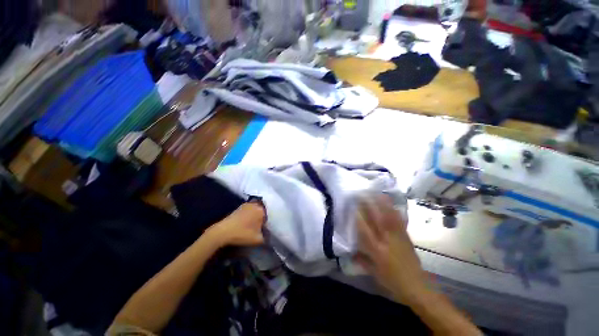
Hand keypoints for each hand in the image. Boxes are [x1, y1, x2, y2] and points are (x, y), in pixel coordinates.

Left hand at [207, 201, 265, 247]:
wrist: (223, 232)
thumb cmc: (242, 234)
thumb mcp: (258, 239)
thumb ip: (266, 237)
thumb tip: (268, 235)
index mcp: (261, 210)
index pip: (270, 215)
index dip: (269, 222)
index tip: (267, 228)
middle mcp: (255, 205)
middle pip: (264, 211)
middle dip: (263, 217)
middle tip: (262, 226)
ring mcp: (247, 204)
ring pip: (256, 210)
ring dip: (257, 215)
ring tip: (255, 224)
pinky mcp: (240, 207)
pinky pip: (250, 210)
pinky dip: (251, 214)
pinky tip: (248, 222)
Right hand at [355, 195, 428, 304]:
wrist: (417, 287)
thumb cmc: (393, 282)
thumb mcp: (374, 273)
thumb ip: (362, 261)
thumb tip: (350, 252)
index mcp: (377, 250)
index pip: (365, 230)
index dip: (359, 216)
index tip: (353, 206)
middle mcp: (387, 241)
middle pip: (377, 219)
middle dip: (370, 205)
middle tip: (364, 194)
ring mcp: (398, 238)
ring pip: (390, 218)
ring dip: (383, 204)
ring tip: (378, 194)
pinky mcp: (406, 238)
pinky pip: (400, 222)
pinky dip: (395, 212)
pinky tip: (392, 204)